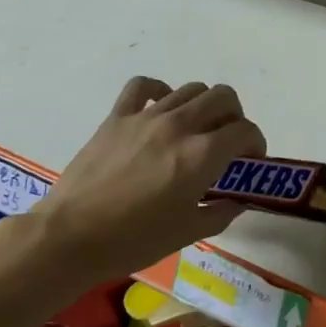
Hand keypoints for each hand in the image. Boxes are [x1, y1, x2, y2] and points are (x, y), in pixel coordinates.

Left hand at [16, 77, 263, 306]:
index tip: (251, 160)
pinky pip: (144, 86)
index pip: (245, 130)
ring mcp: (147, 117)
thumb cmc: (133, 240)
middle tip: (227, 141)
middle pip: (223, 97)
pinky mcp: (118, 117)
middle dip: (235, 116)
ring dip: (204, 105)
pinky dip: (160, 91)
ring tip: (197, 129)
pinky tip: (161, 108)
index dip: (255, 143)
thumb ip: (221, 212)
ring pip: (191, 89)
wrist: (70, 237)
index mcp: (202, 155)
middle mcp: (180, 126)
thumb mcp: (188, 233)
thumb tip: (238, 200)